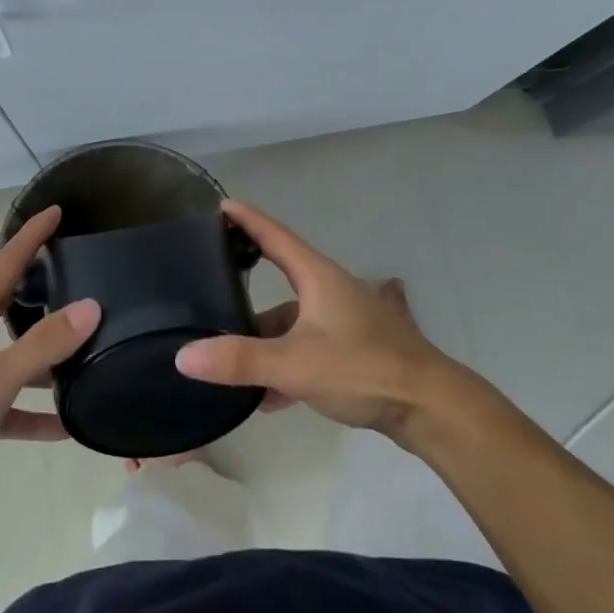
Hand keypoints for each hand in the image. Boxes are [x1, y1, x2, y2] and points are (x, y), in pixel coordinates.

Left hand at [0, 206, 100, 526]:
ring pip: (16, 354)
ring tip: (91, 347)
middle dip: (43, 284)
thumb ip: (42, 344)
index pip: (6, 263)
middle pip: (11, 302)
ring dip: (48, 353)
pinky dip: (37, 411)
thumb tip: (91, 306)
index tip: (57, 209)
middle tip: (83, 272)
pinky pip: (12, 403)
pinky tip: (68, 424)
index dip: (31, 236)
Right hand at [174, 199, 470, 438]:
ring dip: (265, 342)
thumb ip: (240, 360)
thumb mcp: (295, 365)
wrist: (430, 407)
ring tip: (230, 363)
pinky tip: (268, 399)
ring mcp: (343, 320)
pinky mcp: (353, 350)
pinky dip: (285, 367)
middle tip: (210, 288)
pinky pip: (307, 350)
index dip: (246, 219)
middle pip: (280, 280)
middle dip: (246, 288)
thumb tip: (183, 356)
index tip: (220, 206)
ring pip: (292, 323)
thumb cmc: (362, 368)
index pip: (274, 235)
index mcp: (316, 277)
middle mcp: (329, 290)